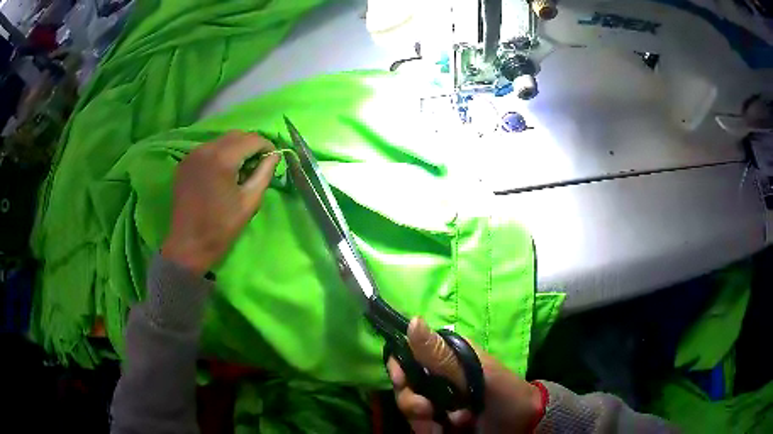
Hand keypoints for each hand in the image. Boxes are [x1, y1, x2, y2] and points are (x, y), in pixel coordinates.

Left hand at [162, 132, 279, 275]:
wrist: (188, 245)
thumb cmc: (221, 227)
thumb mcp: (249, 202)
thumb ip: (264, 173)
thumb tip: (275, 155)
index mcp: (223, 158)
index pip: (252, 139)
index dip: (266, 146)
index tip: (272, 159)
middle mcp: (206, 149)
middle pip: (236, 135)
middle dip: (250, 145)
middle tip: (257, 165)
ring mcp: (192, 155)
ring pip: (221, 141)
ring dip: (234, 149)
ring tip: (238, 170)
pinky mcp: (184, 163)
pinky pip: (207, 150)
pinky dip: (219, 155)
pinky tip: (221, 173)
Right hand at [387, 318, 542, 433]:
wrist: (522, 425)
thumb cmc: (505, 392)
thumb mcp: (477, 372)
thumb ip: (442, 354)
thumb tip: (413, 320)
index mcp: (446, 358)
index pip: (408, 356)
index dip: (399, 367)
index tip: (401, 381)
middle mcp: (436, 379)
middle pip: (404, 386)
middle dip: (411, 401)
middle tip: (428, 411)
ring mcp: (436, 403)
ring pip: (409, 409)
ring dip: (422, 421)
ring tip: (447, 427)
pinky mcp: (437, 423)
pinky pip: (418, 427)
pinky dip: (427, 431)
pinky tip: (445, 433)